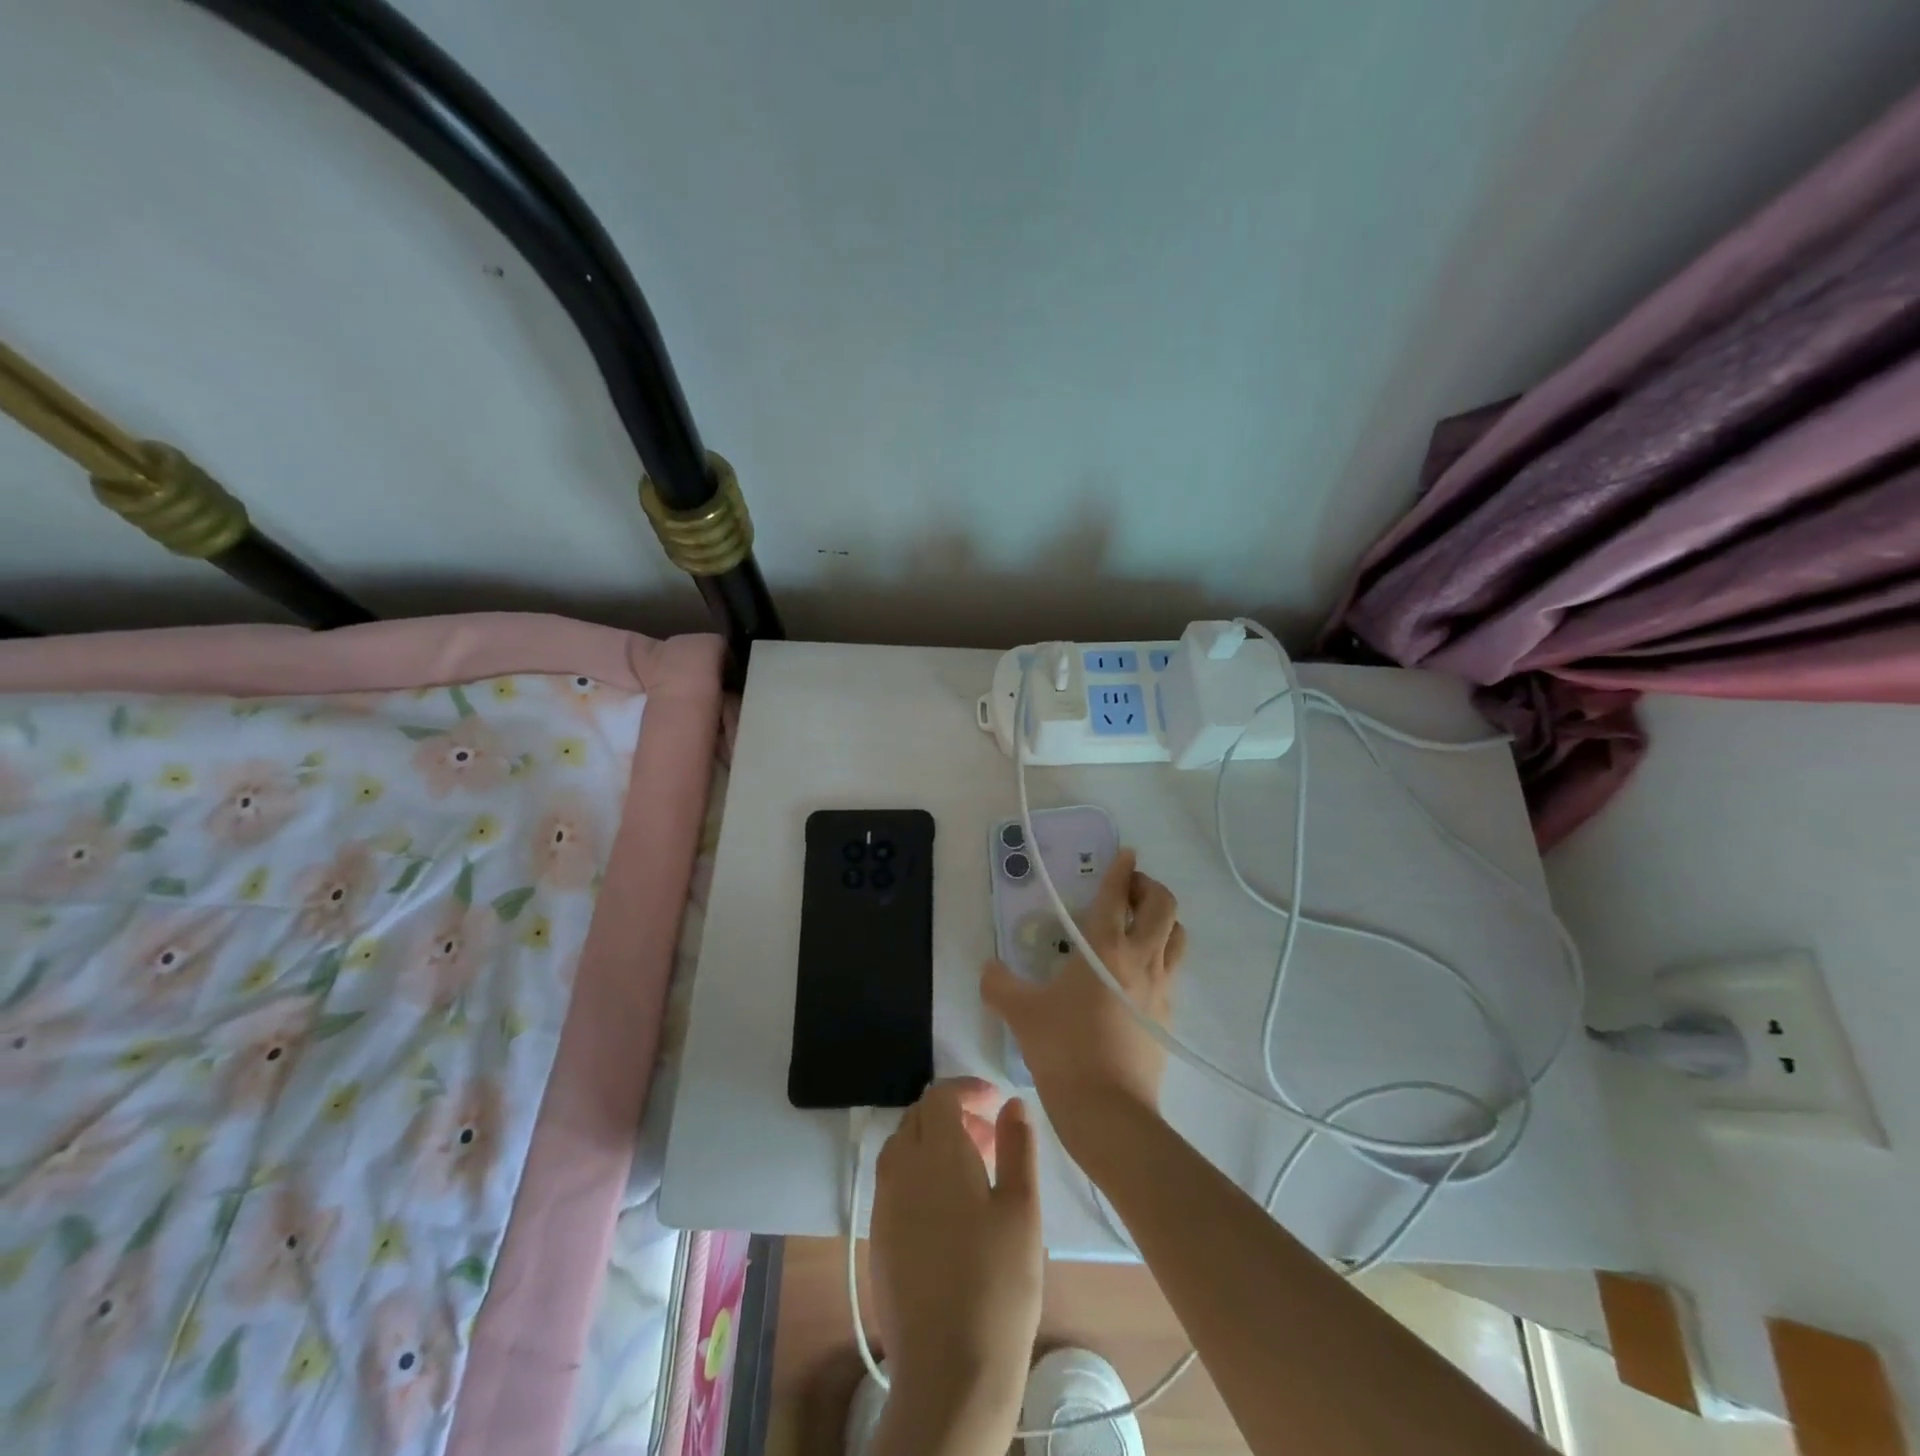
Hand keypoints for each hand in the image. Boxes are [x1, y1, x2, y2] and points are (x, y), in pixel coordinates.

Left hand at [869, 1078, 1042, 1450]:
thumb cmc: (998, 1284)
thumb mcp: (1022, 1209)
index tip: (996, 1101)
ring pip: (902, 1147)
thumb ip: (1017, 1146)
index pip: (940, 1096)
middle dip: (952, 1114)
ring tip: (972, 1169)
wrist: (949, 1372)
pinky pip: (894, 1180)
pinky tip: (947, 1206)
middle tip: (990, 1137)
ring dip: (933, 1141)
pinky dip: (918, 1171)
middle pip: (918, 1117)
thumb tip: (1011, 1104)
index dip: (967, 1089)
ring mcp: (884, 1203)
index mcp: (936, 1153)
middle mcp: (901, 1168)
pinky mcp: (878, 1236)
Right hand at [982, 849, 1184, 1158]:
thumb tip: (988, 968)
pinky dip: (1163, 954)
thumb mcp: (1020, 1013)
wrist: (1107, 1110)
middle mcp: (1140, 957)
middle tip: (1127, 890)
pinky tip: (1140, 970)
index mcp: (1104, 947)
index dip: (1121, 868)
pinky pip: (1174, 969)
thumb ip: (999, 984)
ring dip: (1163, 918)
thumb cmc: (1063, 1049)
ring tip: (1140, 923)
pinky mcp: (1168, 1014)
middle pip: (1162, 904)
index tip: (1126, 852)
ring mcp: (1161, 986)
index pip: (1117, 894)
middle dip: (1148, 887)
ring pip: (1177, 934)